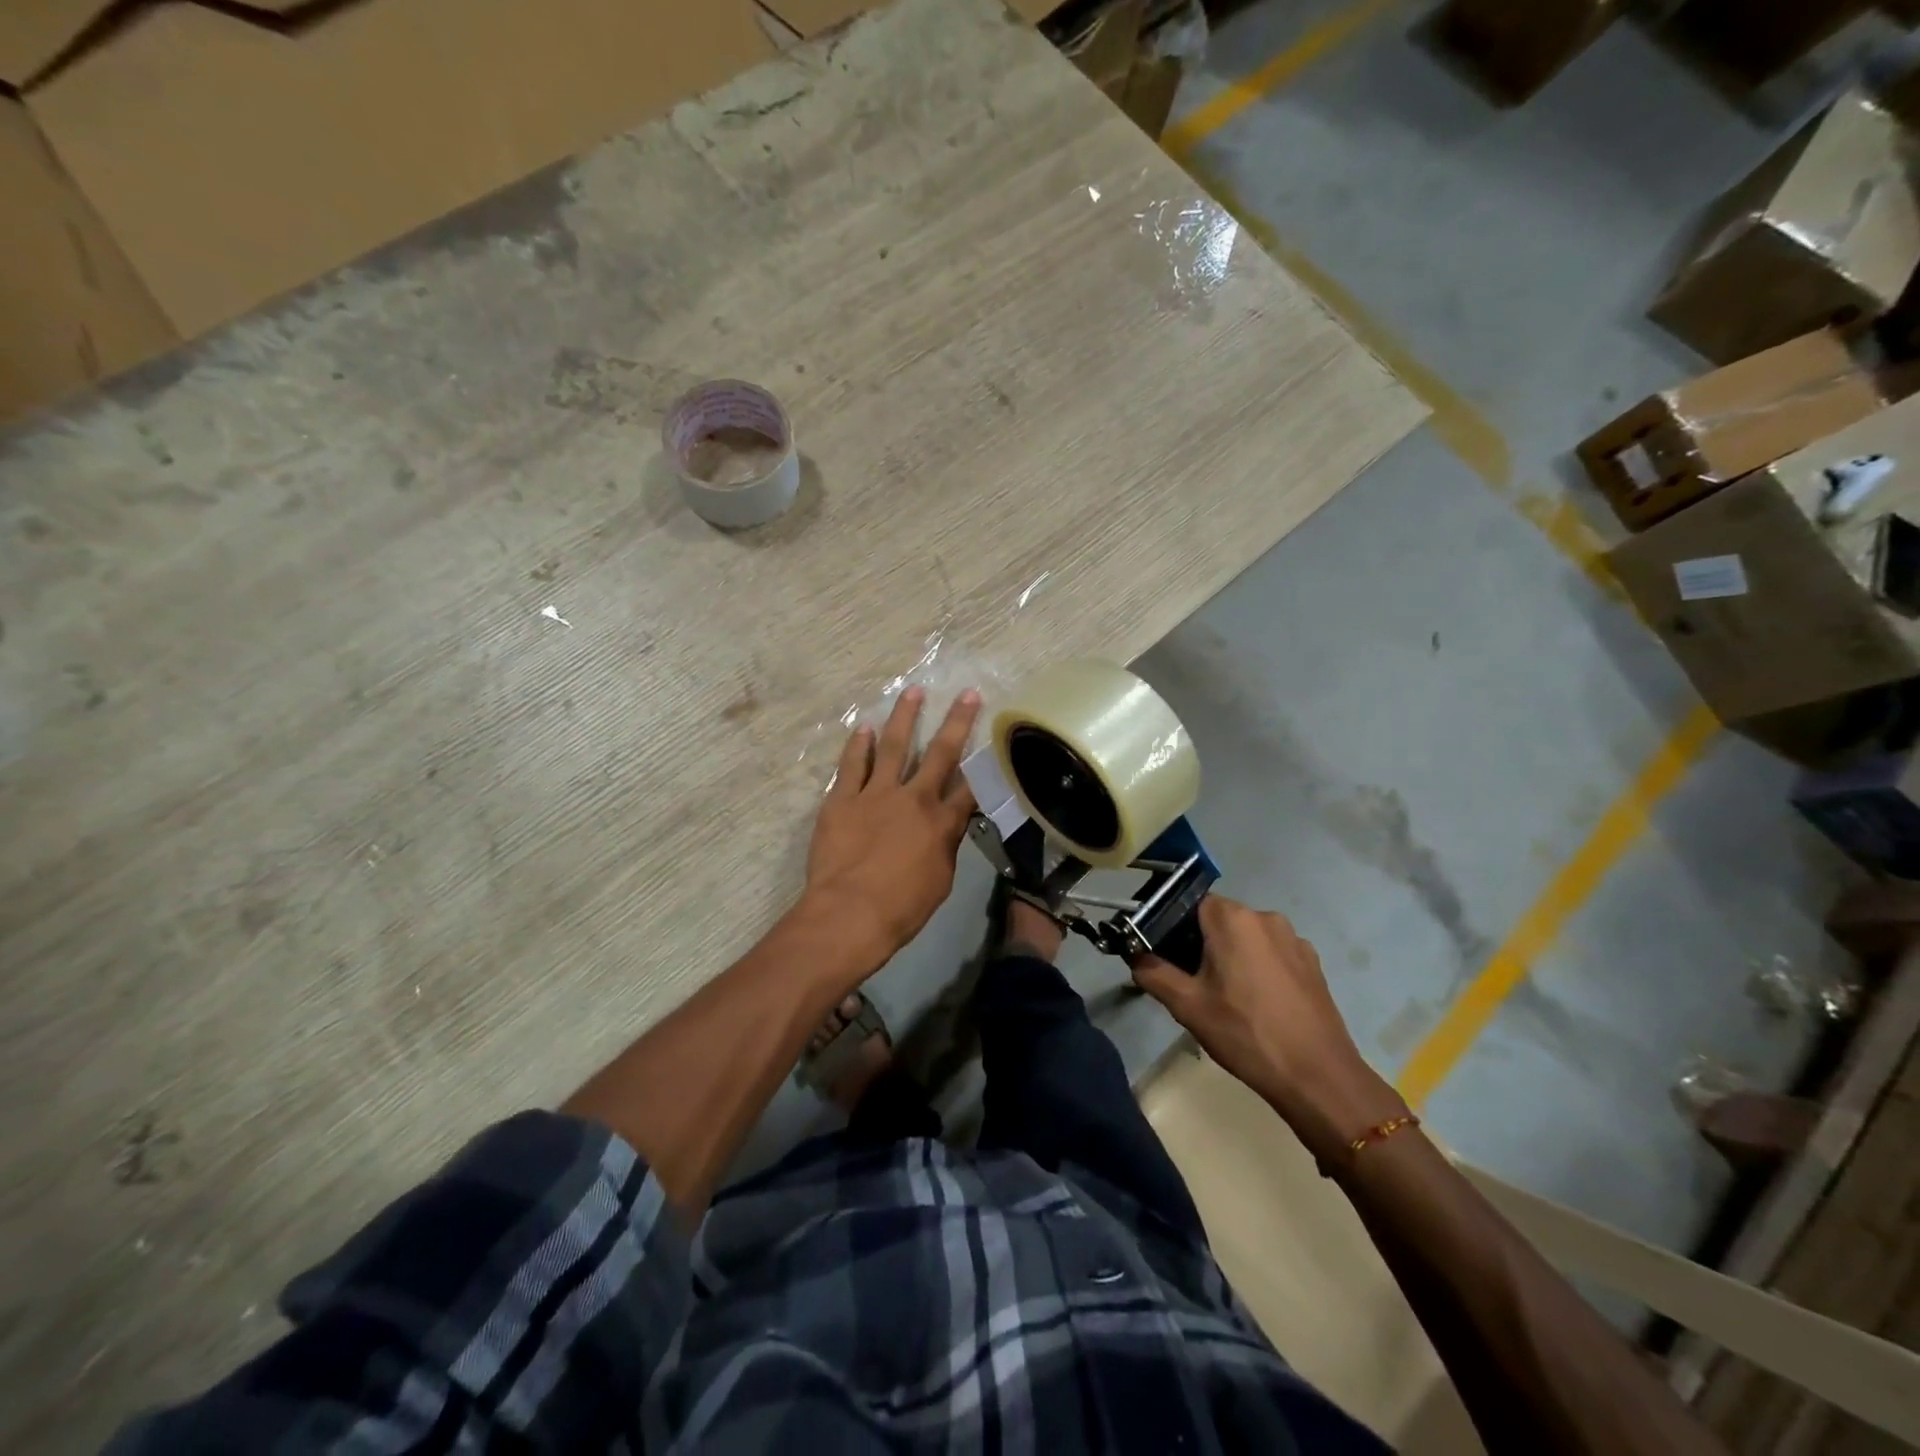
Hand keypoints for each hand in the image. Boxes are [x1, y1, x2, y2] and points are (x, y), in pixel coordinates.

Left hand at [804, 686, 980, 961]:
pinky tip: (863, 726)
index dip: (985, 761)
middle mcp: (913, 798)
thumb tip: (951, 824)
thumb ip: (946, 846)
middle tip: (967, 693)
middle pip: (940, 753)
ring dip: (904, 717)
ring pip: (893, 746)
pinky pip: (852, 764)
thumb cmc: (901, 908)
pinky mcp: (842, 798)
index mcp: (941, 822)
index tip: (994, 738)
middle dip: (957, 722)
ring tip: (913, 692)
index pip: (970, 786)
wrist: (849, 914)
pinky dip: (858, 744)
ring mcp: (875, 794)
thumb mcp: (940, 881)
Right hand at [1131, 897, 1404, 1160]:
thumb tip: (1135, 957)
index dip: (1171, 927)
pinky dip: (1257, 969)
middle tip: (1191, 984)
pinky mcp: (1312, 964)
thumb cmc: (1246, 1034)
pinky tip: (1257, 1006)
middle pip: (1218, 920)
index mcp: (1233, 919)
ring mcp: (1294, 940)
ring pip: (1246, 938)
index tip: (1165, 958)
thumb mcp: (1187, 1006)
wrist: (1318, 1077)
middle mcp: (1265, 917)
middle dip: (1200, 945)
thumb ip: (1153, 973)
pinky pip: (1272, 954)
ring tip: (1225, 999)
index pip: (1188, 903)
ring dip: (1230, 957)